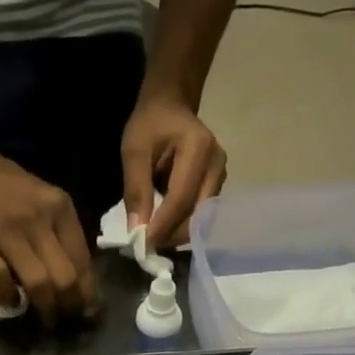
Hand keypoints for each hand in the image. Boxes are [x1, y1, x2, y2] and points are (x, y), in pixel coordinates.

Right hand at [0, 148, 98, 326]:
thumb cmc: (7, 188)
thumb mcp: (45, 201)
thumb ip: (60, 235)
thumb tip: (75, 281)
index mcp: (60, 210)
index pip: (83, 261)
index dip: (88, 293)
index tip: (87, 311)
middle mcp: (39, 220)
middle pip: (65, 277)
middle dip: (69, 307)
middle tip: (65, 321)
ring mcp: (8, 232)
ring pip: (38, 282)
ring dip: (44, 309)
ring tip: (44, 321)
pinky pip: (0, 280)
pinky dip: (7, 297)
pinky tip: (9, 302)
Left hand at [121, 91, 227, 251]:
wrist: (171, 106)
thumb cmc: (150, 124)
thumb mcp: (134, 150)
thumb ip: (136, 189)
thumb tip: (136, 231)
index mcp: (199, 148)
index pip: (182, 198)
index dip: (162, 226)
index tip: (142, 246)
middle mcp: (217, 164)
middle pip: (197, 214)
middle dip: (171, 235)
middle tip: (145, 248)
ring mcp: (220, 176)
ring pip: (201, 220)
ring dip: (176, 234)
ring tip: (152, 239)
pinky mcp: (216, 186)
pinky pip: (201, 216)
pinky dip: (181, 227)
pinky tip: (163, 229)